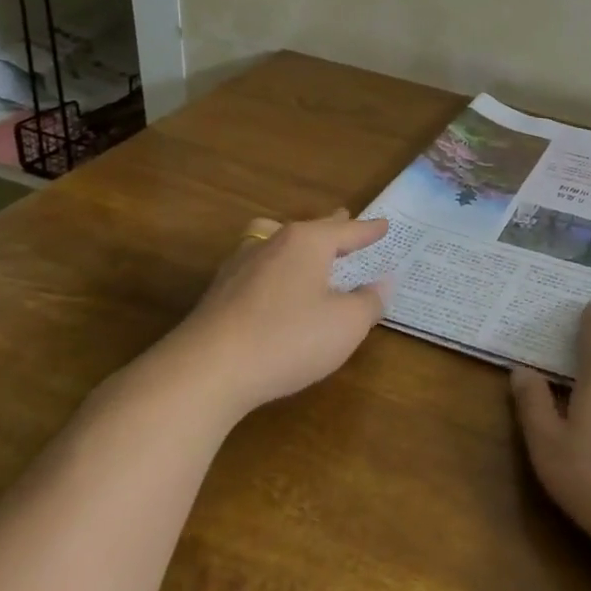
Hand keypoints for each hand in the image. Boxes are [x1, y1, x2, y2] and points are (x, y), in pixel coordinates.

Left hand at [161, 210, 390, 422]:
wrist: (206, 371)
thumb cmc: (288, 339)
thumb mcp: (346, 325)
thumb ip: (369, 302)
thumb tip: (382, 283)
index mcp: (308, 242)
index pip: (347, 231)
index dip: (368, 231)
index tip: (384, 225)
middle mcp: (273, 243)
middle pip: (310, 229)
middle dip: (332, 227)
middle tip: (346, 220)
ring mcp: (241, 266)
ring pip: (277, 242)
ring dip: (297, 244)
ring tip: (307, 248)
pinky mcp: (220, 293)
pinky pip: (259, 268)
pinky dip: (276, 269)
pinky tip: (276, 286)